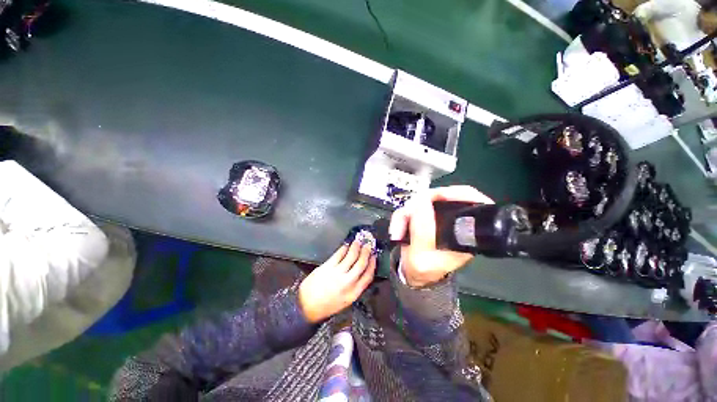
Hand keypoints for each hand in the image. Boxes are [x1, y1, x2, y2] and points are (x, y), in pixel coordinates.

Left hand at [298, 241, 376, 322]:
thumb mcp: (345, 301)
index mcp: (354, 293)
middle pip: (361, 263)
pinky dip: (344, 248)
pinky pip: (339, 254)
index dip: (372, 264)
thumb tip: (361, 271)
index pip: (368, 276)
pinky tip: (346, 246)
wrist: (306, 307)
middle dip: (366, 253)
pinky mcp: (327, 267)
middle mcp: (348, 282)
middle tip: (368, 246)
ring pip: (351, 256)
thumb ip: (355, 287)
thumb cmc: (327, 305)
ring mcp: (337, 273)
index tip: (374, 257)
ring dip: (356, 247)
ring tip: (358, 242)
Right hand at [388, 186, 492, 287]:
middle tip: (405, 216)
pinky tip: (399, 226)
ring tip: (398, 229)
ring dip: (406, 212)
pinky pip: (415, 205)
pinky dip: (404, 214)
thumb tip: (422, 202)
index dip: (457, 193)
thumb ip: (422, 231)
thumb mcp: (420, 256)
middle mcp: (456, 222)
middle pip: (444, 196)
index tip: (435, 196)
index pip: (474, 203)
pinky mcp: (428, 215)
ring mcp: (441, 217)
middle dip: (419, 204)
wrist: (414, 274)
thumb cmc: (422, 270)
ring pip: (425, 199)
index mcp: (465, 234)